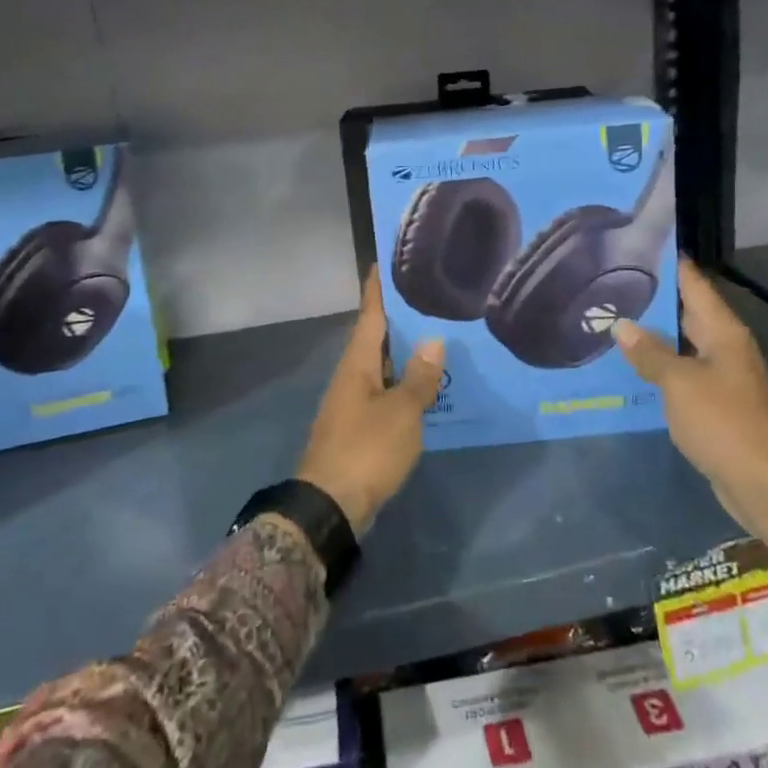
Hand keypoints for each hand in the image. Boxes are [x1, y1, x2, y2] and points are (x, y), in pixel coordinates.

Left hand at [295, 270, 444, 535]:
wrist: (330, 506)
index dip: (377, 289)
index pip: (370, 315)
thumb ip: (419, 377)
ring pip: (382, 366)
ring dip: (405, 352)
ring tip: (437, 335)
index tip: (383, 261)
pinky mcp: (359, 427)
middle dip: (399, 318)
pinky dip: (404, 382)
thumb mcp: (401, 412)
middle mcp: (352, 376)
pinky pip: (385, 392)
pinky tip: (427, 385)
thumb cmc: (366, 450)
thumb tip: (433, 340)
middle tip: (428, 296)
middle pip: (376, 337)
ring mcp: (353, 402)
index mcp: (357, 363)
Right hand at [614, 258, 767, 565]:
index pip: (694, 283)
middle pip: (687, 312)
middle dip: (653, 300)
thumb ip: (649, 352)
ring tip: (612, 320)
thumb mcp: (679, 382)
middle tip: (610, 283)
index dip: (669, 264)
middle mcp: (725, 347)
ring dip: (653, 336)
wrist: (762, 483)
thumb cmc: (723, 422)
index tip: (638, 246)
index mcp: (723, 332)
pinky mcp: (716, 404)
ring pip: (682, 344)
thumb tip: (622, 326)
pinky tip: (630, 367)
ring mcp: (722, 376)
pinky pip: (682, 373)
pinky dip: (659, 367)